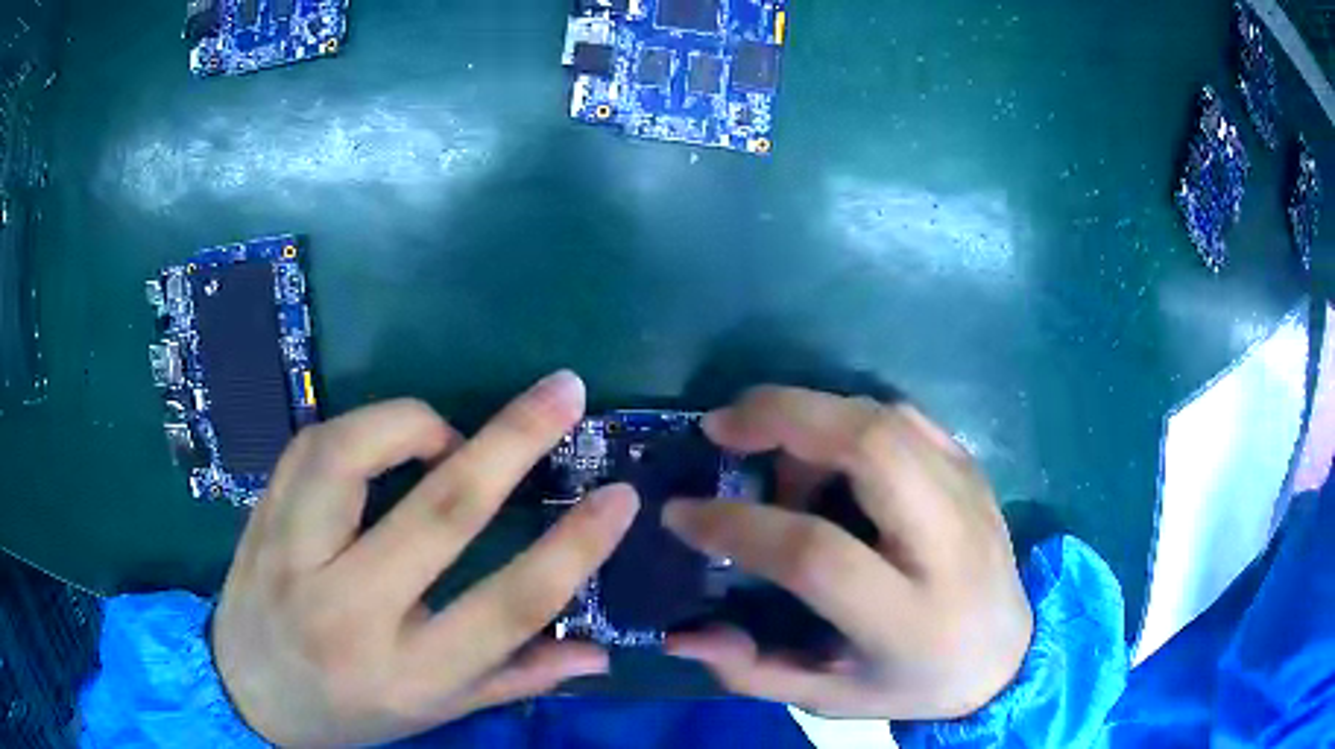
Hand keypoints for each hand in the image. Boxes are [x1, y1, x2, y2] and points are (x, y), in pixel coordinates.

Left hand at [212, 372, 638, 746]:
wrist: (246, 693)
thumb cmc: (349, 712)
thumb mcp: (435, 711)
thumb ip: (516, 678)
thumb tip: (599, 653)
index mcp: (408, 672)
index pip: (507, 606)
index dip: (573, 548)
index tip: (620, 497)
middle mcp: (349, 612)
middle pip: (437, 514)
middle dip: (511, 442)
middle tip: (564, 392)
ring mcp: (294, 557)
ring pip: (352, 456)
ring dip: (416, 424)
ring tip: (449, 433)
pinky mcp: (262, 519)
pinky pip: (311, 446)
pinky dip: (361, 428)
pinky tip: (385, 442)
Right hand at [663, 387, 1031, 720]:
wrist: (1006, 656)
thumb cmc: (915, 683)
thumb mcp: (831, 700)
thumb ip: (754, 671)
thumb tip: (681, 634)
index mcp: (908, 617)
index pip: (816, 552)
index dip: (738, 525)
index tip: (682, 513)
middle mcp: (947, 543)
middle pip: (870, 447)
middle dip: (784, 418)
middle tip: (722, 426)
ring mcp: (968, 494)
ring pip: (887, 418)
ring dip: (813, 416)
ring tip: (771, 450)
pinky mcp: (973, 470)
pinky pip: (905, 418)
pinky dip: (850, 416)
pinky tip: (823, 447)